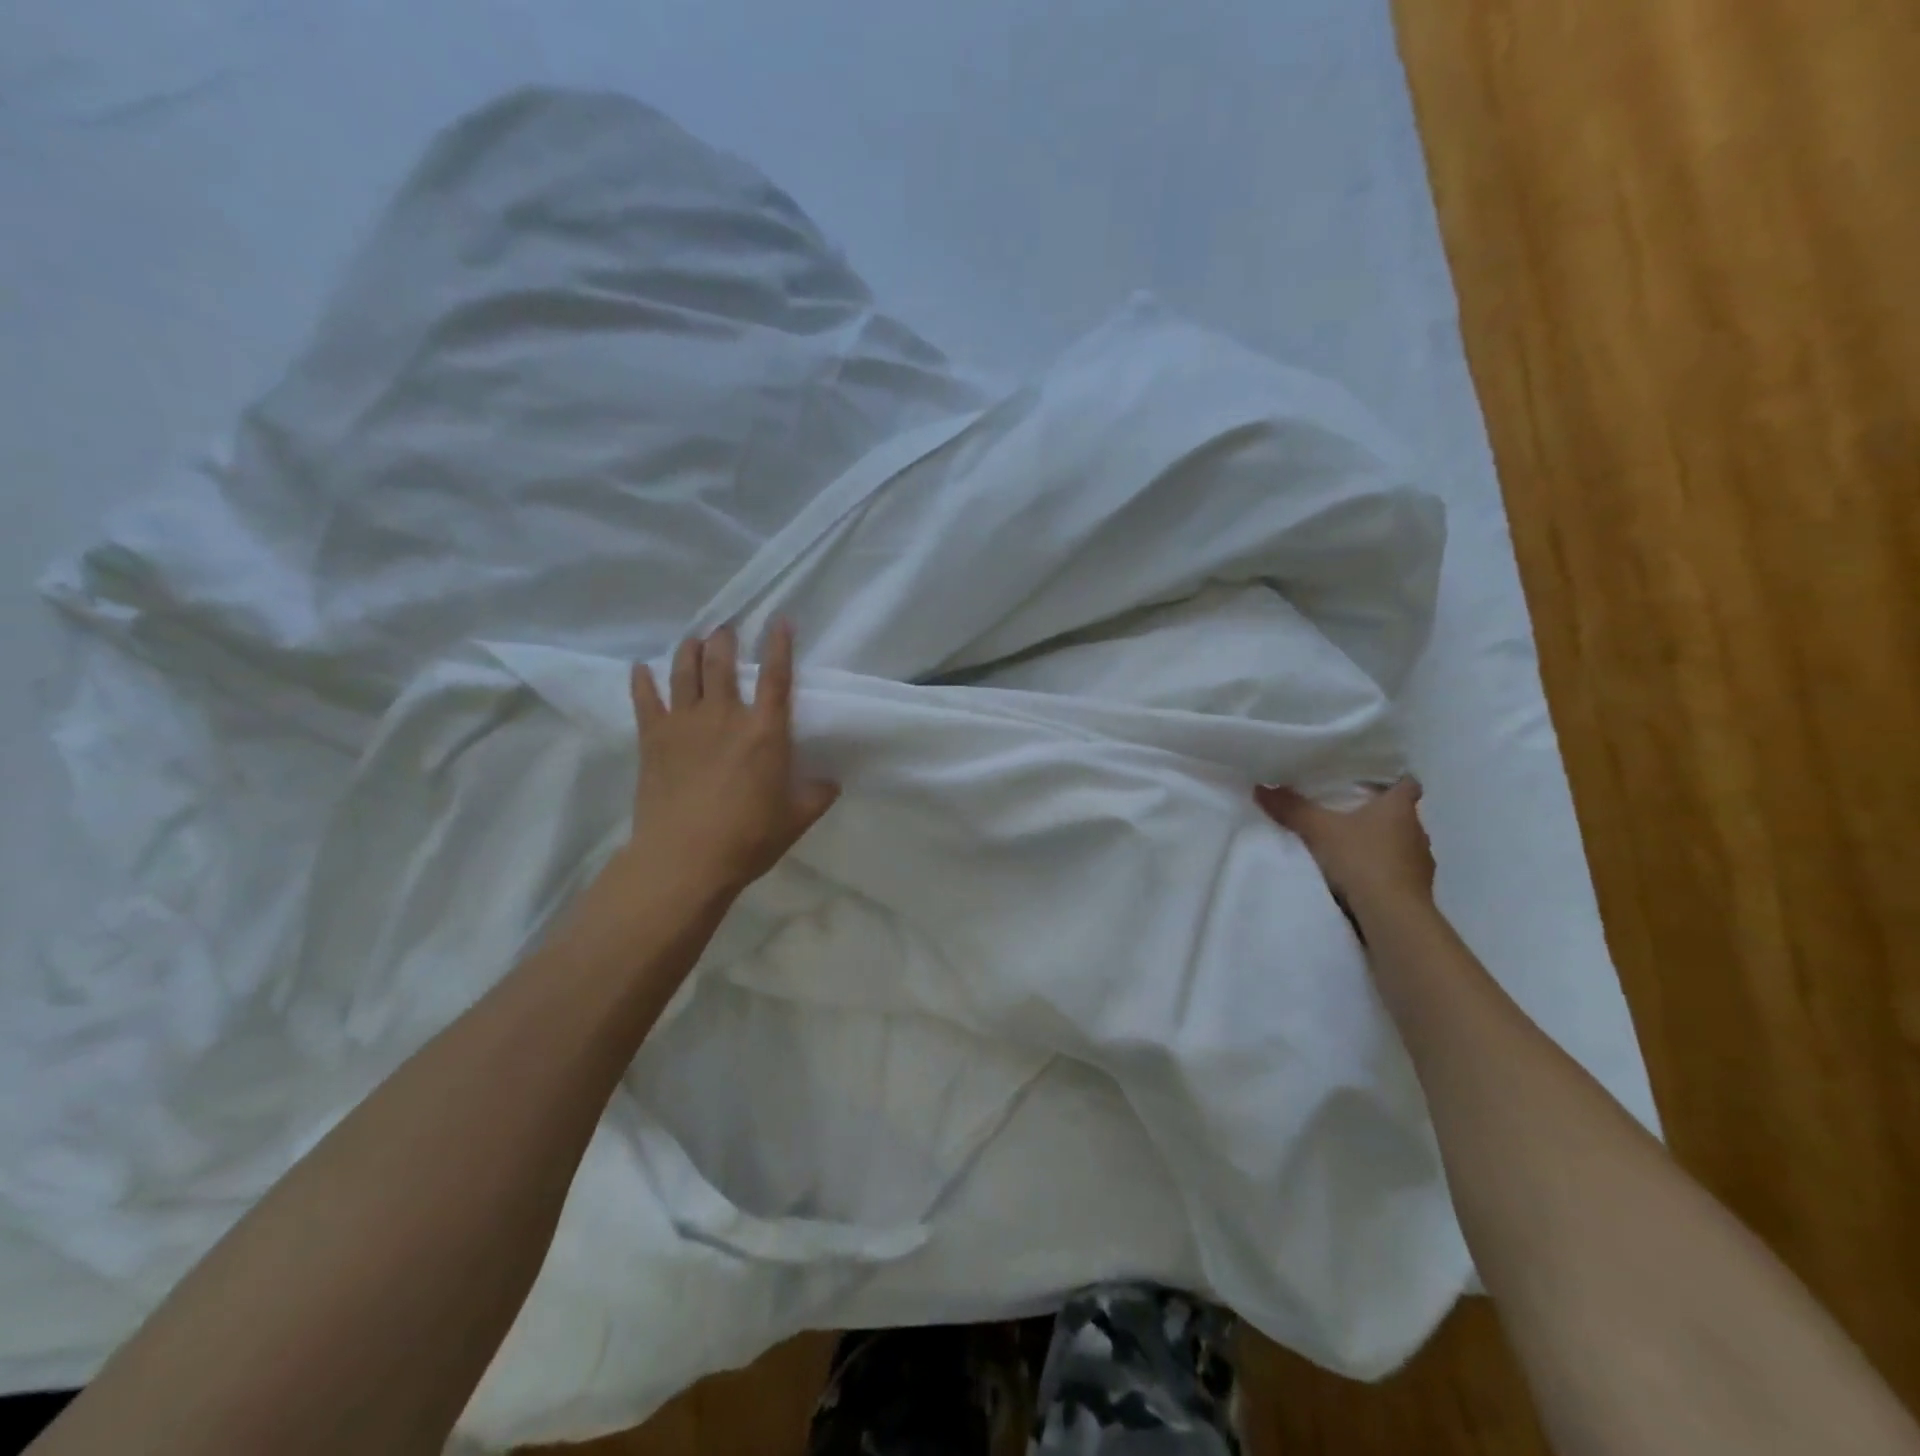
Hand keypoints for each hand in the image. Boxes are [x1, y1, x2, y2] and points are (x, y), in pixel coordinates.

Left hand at [623, 620, 839, 899]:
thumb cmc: (747, 839)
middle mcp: (725, 716)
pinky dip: (642, 681)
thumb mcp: (795, 820)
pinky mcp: (653, 739)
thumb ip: (816, 795)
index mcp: (765, 732)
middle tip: (726, 629)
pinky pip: (645, 700)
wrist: (685, 859)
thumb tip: (831, 782)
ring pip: (685, 672)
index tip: (780, 620)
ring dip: (689, 650)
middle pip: (723, 663)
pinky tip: (640, 668)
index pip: (777, 677)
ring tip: (693, 639)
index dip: (780, 645)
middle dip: (725, 639)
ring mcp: (685, 724)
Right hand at [1254, 777, 1434, 919]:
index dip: (1393, 780)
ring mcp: (1420, 862)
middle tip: (1348, 812)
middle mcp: (1417, 831)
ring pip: (1401, 843)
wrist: (1393, 915)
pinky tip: (1360, 877)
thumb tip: (1261, 787)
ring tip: (1351, 847)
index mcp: (1399, 808)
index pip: (1408, 784)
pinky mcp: (1417, 890)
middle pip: (1401, 814)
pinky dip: (1382, 870)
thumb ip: (1292, 808)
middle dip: (1379, 813)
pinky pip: (1398, 871)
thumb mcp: (1318, 830)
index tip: (1373, 782)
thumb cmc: (1362, 859)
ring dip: (1381, 844)